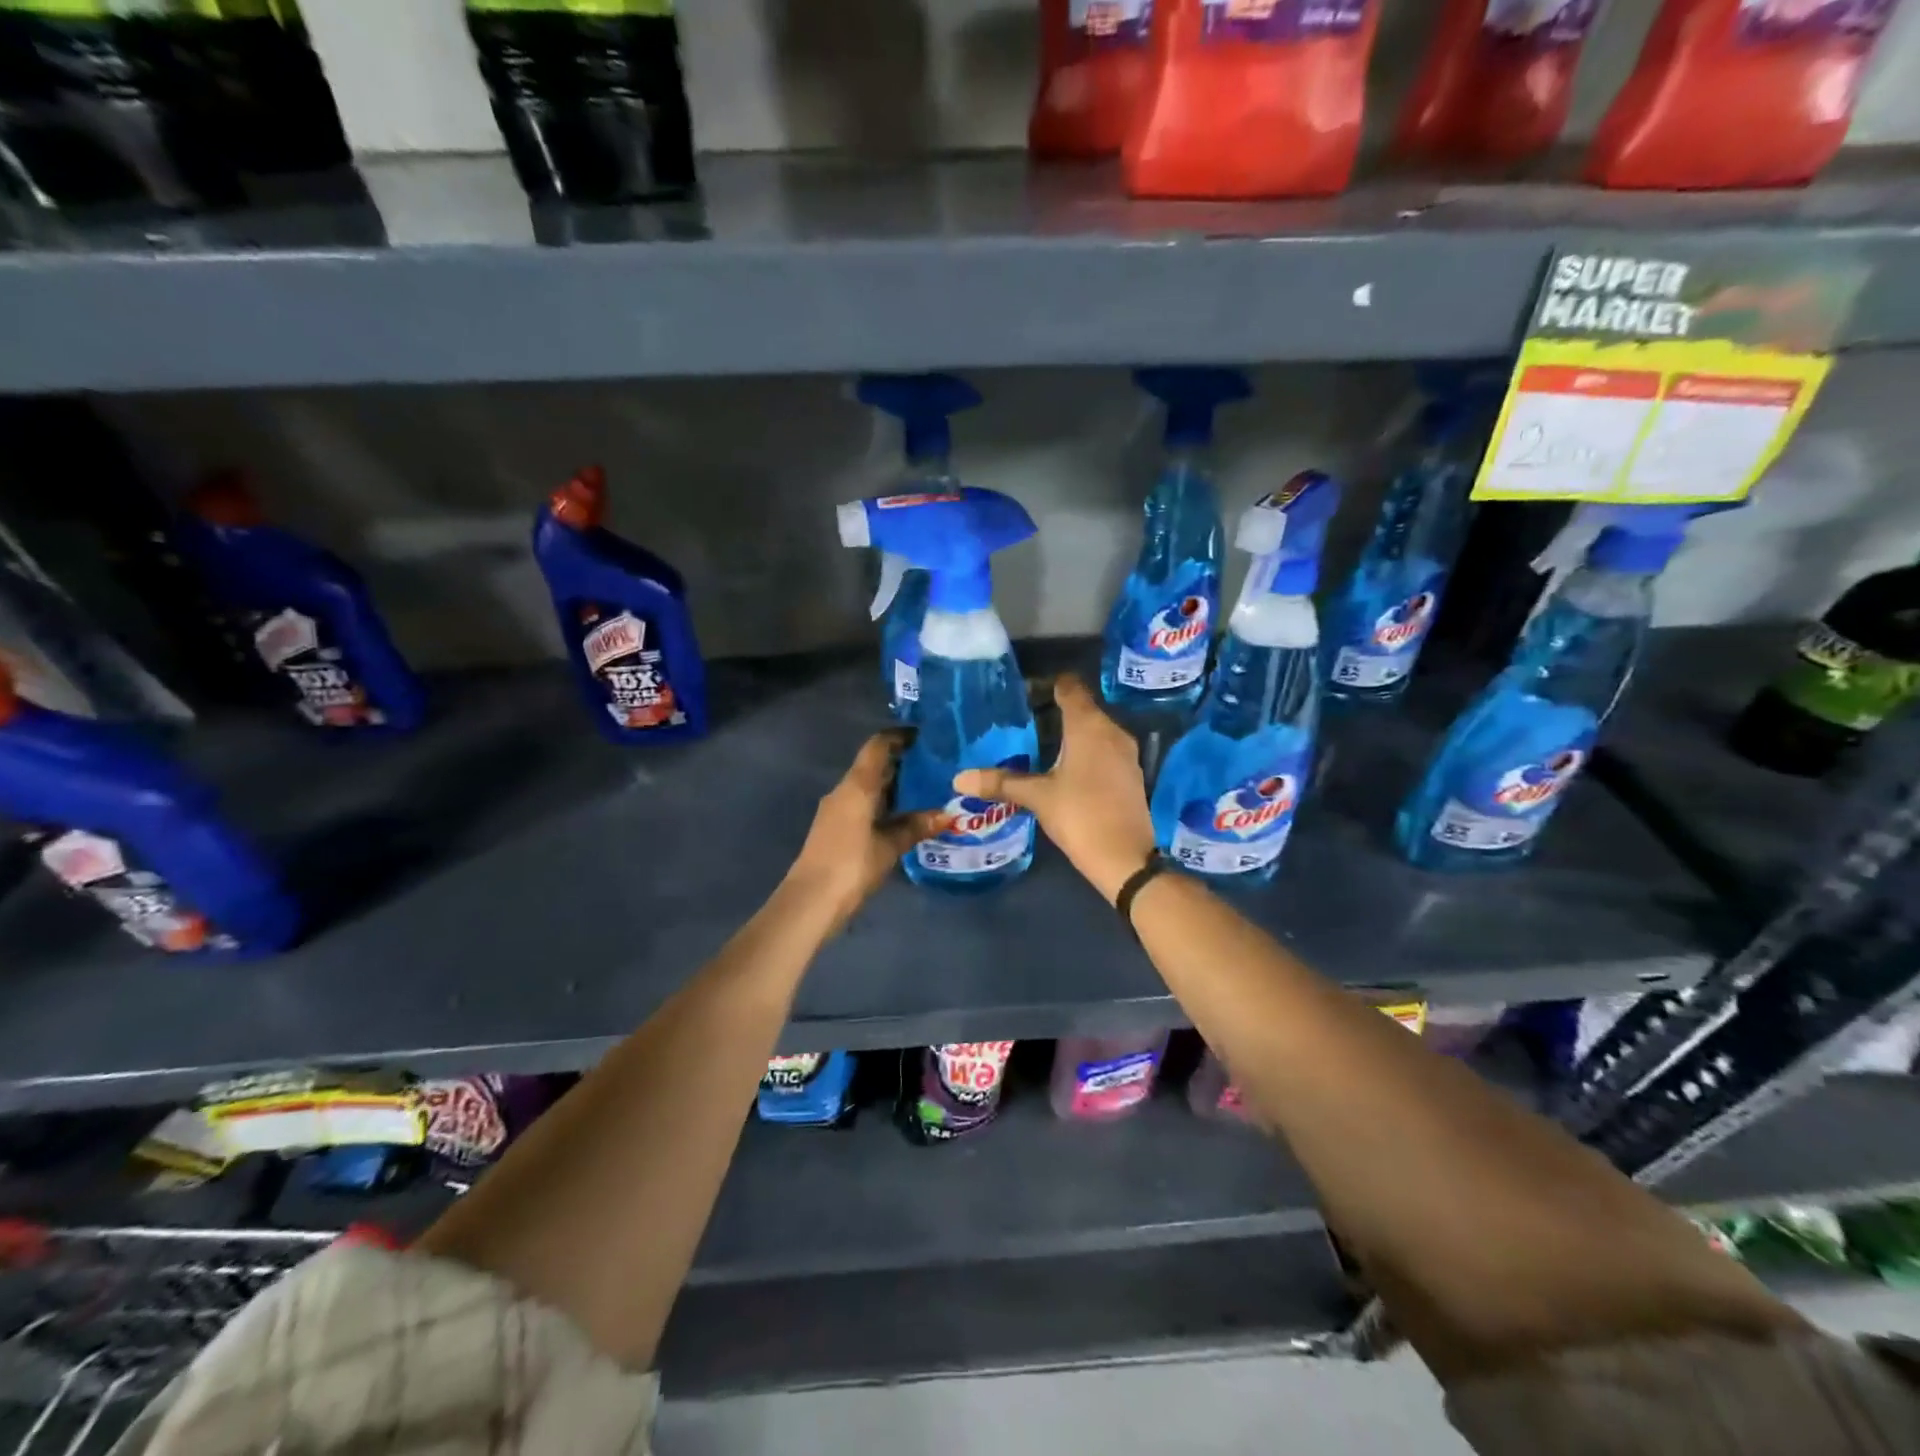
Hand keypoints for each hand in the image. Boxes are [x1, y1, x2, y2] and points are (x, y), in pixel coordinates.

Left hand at [786, 731, 942, 932]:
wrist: (811, 901)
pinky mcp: (835, 829)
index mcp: (857, 785)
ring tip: (926, 790)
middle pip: (873, 765)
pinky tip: (904, 817)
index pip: (878, 746)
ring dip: (894, 786)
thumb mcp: (890, 846)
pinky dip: (884, 804)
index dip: (899, 737)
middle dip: (902, 763)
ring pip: (869, 787)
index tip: (925, 736)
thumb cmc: (852, 864)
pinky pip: (863, 805)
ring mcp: (837, 810)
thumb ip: (916, 826)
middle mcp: (844, 791)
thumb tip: (947, 814)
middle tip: (935, 766)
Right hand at [954, 674, 1156, 903]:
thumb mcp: (1038, 797)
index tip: (1024, 691)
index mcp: (1089, 726)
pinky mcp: (1130, 773)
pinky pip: (1103, 748)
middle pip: (1083, 707)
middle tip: (1022, 719)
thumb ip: (1001, 782)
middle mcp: (1112, 731)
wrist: (1125, 858)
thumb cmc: (1081, 816)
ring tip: (1038, 742)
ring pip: (1094, 729)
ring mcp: (1125, 753)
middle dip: (1054, 709)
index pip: (1071, 688)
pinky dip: (1084, 750)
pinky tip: (1064, 766)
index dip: (1048, 684)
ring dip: (1070, 731)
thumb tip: (959, 778)